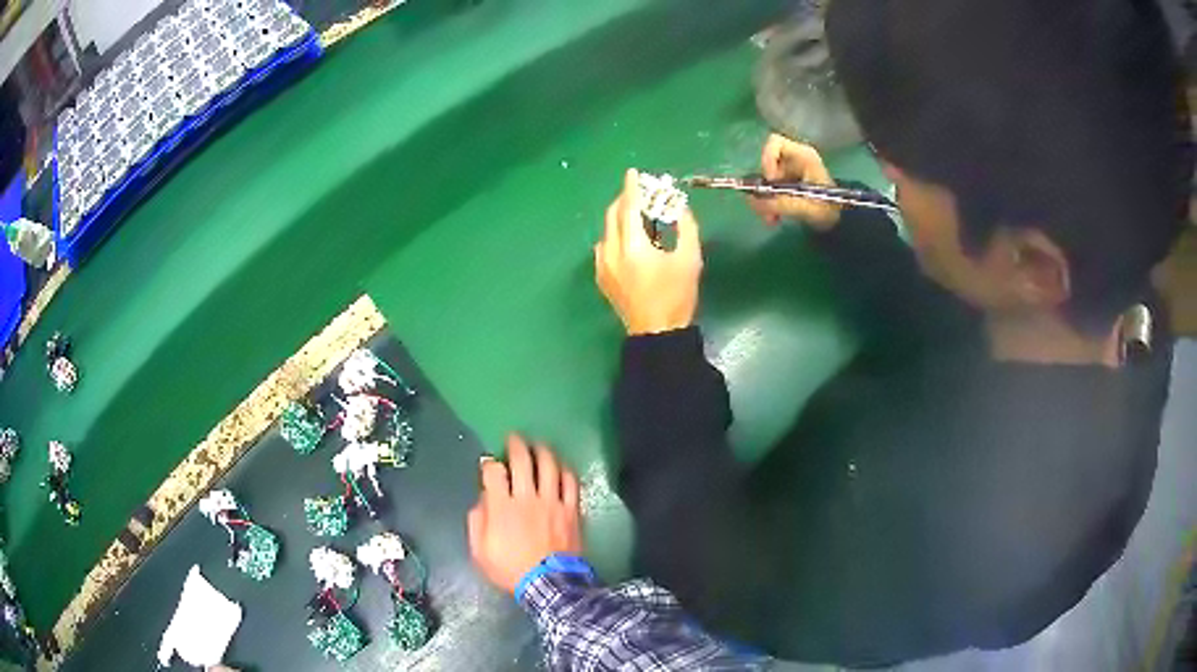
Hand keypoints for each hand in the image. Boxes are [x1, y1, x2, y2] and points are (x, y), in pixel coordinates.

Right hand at [468, 435, 582, 594]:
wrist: (548, 585)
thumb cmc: (510, 569)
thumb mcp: (480, 552)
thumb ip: (477, 522)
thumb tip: (482, 500)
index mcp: (502, 507)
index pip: (493, 472)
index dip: (489, 463)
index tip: (488, 463)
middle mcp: (527, 498)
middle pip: (522, 461)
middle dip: (516, 445)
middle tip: (514, 438)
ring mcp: (552, 502)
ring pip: (549, 466)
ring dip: (542, 451)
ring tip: (538, 446)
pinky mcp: (571, 509)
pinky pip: (570, 482)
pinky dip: (565, 470)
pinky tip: (561, 467)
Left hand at [595, 169, 702, 335]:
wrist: (657, 333)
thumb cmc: (677, 297)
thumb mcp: (690, 260)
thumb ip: (686, 228)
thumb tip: (680, 208)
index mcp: (634, 247)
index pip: (629, 208)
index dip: (631, 188)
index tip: (632, 172)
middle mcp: (612, 252)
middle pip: (613, 215)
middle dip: (624, 200)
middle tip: (640, 193)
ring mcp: (602, 265)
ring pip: (607, 230)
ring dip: (620, 218)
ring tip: (638, 217)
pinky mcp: (601, 277)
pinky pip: (604, 246)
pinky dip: (615, 235)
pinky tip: (629, 241)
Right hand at [749, 134, 840, 229]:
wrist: (842, 223)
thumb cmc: (828, 209)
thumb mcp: (804, 206)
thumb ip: (778, 203)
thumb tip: (750, 200)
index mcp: (803, 155)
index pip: (775, 143)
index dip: (767, 159)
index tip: (771, 181)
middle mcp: (795, 160)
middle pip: (768, 164)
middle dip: (764, 187)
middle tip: (766, 206)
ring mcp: (792, 172)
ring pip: (768, 180)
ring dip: (765, 199)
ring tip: (771, 219)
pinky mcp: (789, 186)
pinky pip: (772, 190)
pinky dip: (771, 204)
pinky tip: (775, 218)